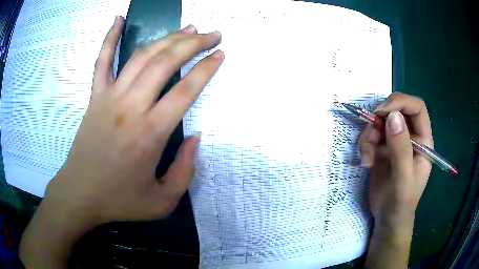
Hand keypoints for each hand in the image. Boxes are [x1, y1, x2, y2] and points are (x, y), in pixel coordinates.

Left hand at [20, 17, 223, 267]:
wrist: (80, 195)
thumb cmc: (120, 201)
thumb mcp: (162, 201)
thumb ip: (185, 171)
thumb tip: (195, 138)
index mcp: (150, 133)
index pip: (185, 89)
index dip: (206, 68)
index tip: (220, 54)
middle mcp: (131, 107)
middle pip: (165, 62)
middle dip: (193, 43)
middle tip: (212, 34)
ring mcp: (109, 97)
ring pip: (141, 56)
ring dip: (167, 37)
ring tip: (187, 28)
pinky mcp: (95, 97)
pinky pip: (102, 62)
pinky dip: (109, 38)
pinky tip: (118, 19)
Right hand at [359, 93, 432, 227]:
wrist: (387, 218)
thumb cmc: (401, 203)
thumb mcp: (403, 179)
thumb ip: (401, 149)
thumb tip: (393, 116)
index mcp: (422, 140)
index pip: (416, 108)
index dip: (401, 102)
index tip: (383, 111)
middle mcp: (410, 136)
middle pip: (396, 110)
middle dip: (381, 118)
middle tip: (372, 132)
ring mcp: (395, 142)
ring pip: (380, 122)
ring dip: (369, 136)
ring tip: (367, 158)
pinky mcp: (382, 149)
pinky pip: (371, 136)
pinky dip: (365, 146)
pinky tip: (366, 163)